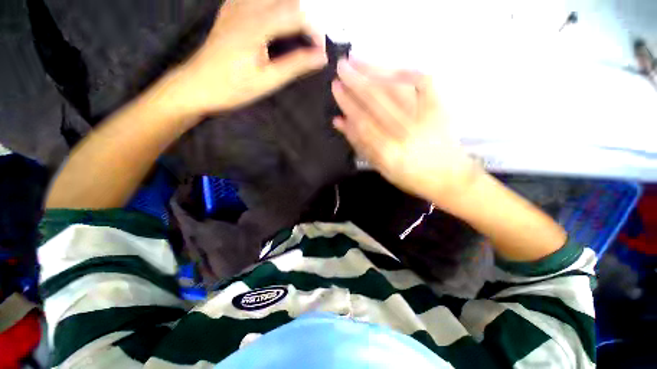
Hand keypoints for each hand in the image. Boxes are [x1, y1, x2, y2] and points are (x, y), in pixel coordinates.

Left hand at [171, 0, 326, 113]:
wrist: (197, 85)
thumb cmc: (232, 87)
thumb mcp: (267, 81)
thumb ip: (295, 65)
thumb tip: (320, 57)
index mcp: (257, 25)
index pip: (297, 15)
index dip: (315, 31)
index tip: (320, 51)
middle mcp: (246, 7)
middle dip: (305, 17)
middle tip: (310, 42)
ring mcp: (235, 5)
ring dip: (290, 9)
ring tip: (296, 32)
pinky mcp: (230, 10)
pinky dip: (272, 5)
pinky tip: (274, 20)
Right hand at [332, 59, 481, 206]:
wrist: (447, 175)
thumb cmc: (409, 175)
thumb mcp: (379, 166)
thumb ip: (359, 143)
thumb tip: (339, 121)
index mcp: (388, 152)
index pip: (362, 121)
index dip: (348, 102)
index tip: (336, 87)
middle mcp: (405, 132)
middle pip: (378, 100)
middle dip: (356, 81)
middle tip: (341, 66)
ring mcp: (425, 117)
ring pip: (396, 87)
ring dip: (375, 70)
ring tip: (357, 59)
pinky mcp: (439, 106)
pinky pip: (421, 82)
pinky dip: (404, 71)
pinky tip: (388, 67)